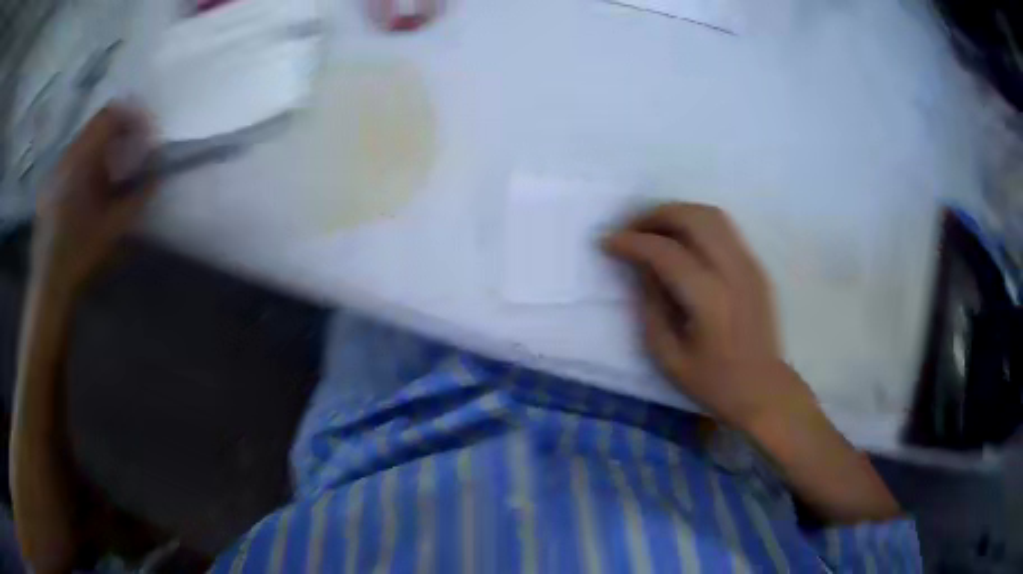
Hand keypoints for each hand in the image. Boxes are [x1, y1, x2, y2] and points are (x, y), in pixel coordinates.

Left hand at [33, 105, 153, 291]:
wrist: (49, 288)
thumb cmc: (81, 256)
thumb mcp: (115, 228)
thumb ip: (138, 196)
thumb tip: (158, 174)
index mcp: (82, 160)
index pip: (111, 115)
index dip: (132, 119)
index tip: (145, 137)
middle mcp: (67, 157)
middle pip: (96, 124)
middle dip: (117, 132)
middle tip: (130, 153)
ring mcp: (55, 171)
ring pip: (83, 141)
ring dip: (101, 148)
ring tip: (110, 173)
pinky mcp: (49, 187)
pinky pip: (71, 160)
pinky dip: (85, 163)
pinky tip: (89, 189)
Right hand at [604, 203, 813, 428]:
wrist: (763, 388)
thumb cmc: (713, 382)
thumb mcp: (668, 357)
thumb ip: (650, 306)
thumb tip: (640, 267)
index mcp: (710, 300)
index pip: (666, 252)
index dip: (632, 242)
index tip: (607, 242)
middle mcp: (733, 271)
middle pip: (693, 218)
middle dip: (654, 215)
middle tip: (630, 229)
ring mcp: (749, 264)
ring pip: (711, 215)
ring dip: (677, 213)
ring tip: (653, 229)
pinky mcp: (756, 265)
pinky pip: (723, 229)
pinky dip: (696, 223)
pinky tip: (681, 241)